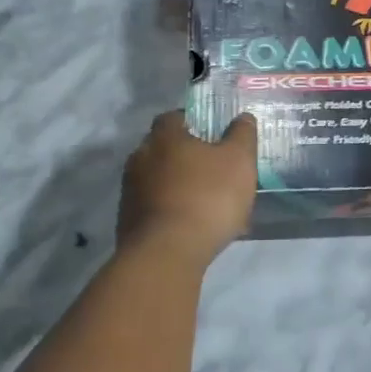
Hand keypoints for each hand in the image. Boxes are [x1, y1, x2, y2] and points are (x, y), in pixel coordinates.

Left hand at [117, 110, 257, 263]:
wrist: (166, 254)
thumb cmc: (206, 197)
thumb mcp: (238, 161)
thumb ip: (242, 135)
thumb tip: (242, 117)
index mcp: (164, 137)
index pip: (175, 117)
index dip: (194, 123)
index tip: (213, 135)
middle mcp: (140, 157)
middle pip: (164, 149)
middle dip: (185, 157)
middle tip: (212, 170)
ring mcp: (130, 191)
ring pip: (158, 180)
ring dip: (178, 187)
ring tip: (205, 204)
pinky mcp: (127, 221)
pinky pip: (154, 208)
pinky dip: (171, 212)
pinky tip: (192, 227)